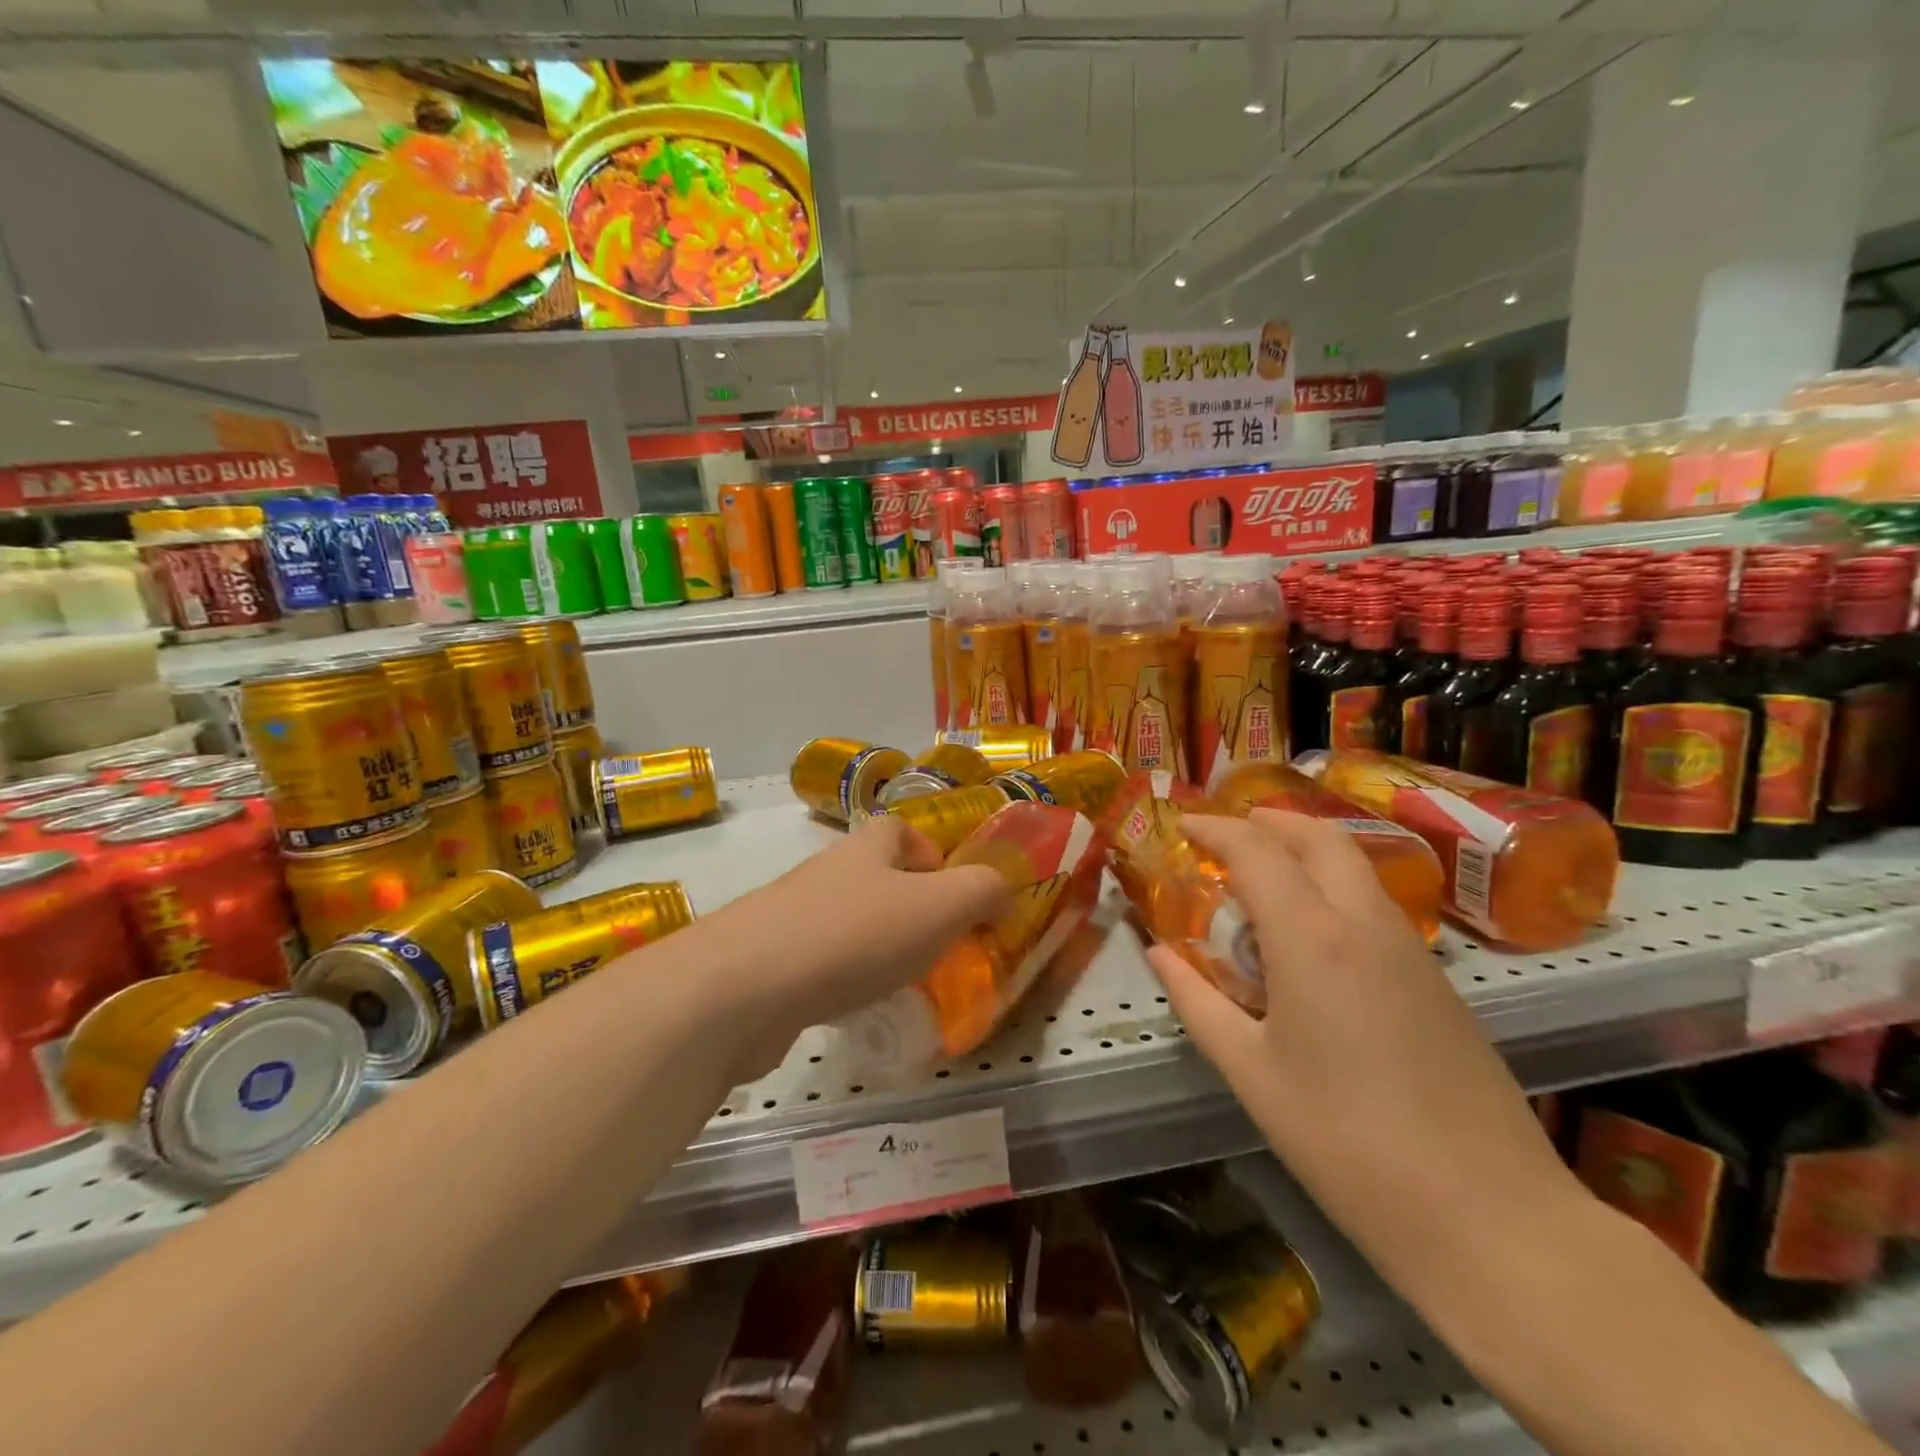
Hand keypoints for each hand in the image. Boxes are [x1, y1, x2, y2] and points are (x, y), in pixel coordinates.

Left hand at [716, 815, 1011, 1078]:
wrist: (742, 989)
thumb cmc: (853, 936)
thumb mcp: (939, 907)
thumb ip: (982, 890)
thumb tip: (1003, 885)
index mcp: (865, 850)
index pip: (897, 829)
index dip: (928, 852)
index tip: (951, 891)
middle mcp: (825, 873)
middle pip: (871, 876)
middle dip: (905, 905)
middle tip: (935, 945)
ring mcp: (788, 917)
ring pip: (844, 920)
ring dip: (873, 944)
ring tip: (900, 982)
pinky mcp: (764, 963)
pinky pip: (816, 962)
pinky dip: (839, 979)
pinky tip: (851, 1009)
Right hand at [1146, 810, 1572, 1249]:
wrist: (1490, 1216)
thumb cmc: (1346, 1141)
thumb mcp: (1251, 1073)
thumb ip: (1197, 1001)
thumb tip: (1159, 953)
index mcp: (1313, 939)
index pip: (1257, 851)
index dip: (1215, 828)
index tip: (1182, 823)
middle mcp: (1365, 924)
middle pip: (1320, 838)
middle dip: (1269, 821)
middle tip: (1228, 830)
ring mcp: (1411, 950)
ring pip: (1355, 867)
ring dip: (1306, 850)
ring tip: (1262, 875)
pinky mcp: (1437, 980)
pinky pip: (1375, 904)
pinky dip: (1334, 887)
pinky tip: (1312, 933)